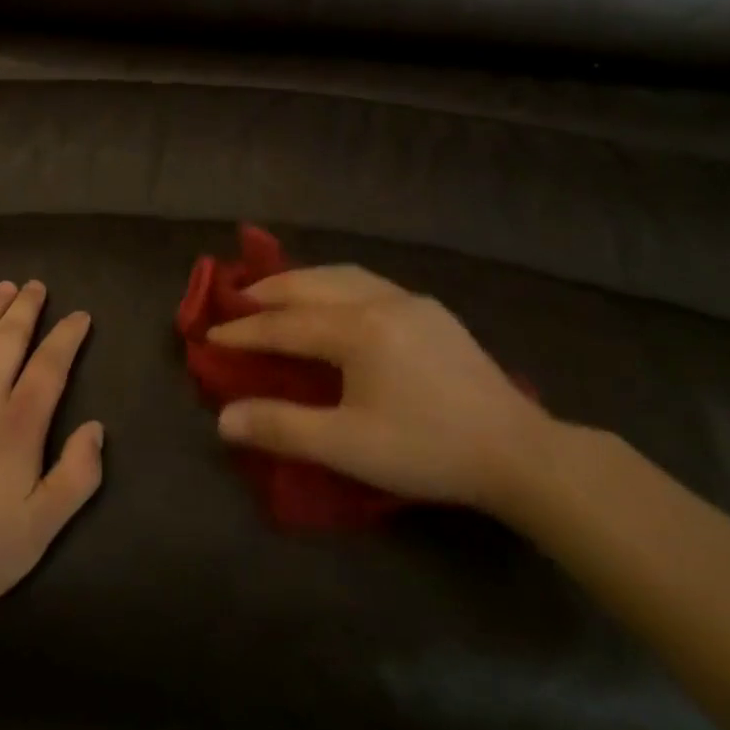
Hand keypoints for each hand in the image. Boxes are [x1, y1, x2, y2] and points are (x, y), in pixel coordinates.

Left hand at [0, 282, 103, 611]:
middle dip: (27, 308)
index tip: (79, 316)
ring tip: (4, 287)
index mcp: (18, 425)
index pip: (50, 366)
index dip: (67, 337)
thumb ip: (77, 475)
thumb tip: (95, 428)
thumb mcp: (43, 527)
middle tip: (37, 286)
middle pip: (9, 339)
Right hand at [206, 266, 555, 512]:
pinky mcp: (433, 312)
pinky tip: (335, 302)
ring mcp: (411, 301)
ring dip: (302, 280)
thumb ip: (281, 427)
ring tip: (277, 293)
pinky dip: (334, 284)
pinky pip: (368, 283)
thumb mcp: (347, 445)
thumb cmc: (427, 449)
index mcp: (357, 329)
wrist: (520, 453)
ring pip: (341, 275)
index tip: (209, 335)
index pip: (284, 324)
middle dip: (268, 291)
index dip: (243, 331)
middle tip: (236, 301)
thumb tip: (223, 419)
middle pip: (310, 284)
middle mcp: (380, 301)